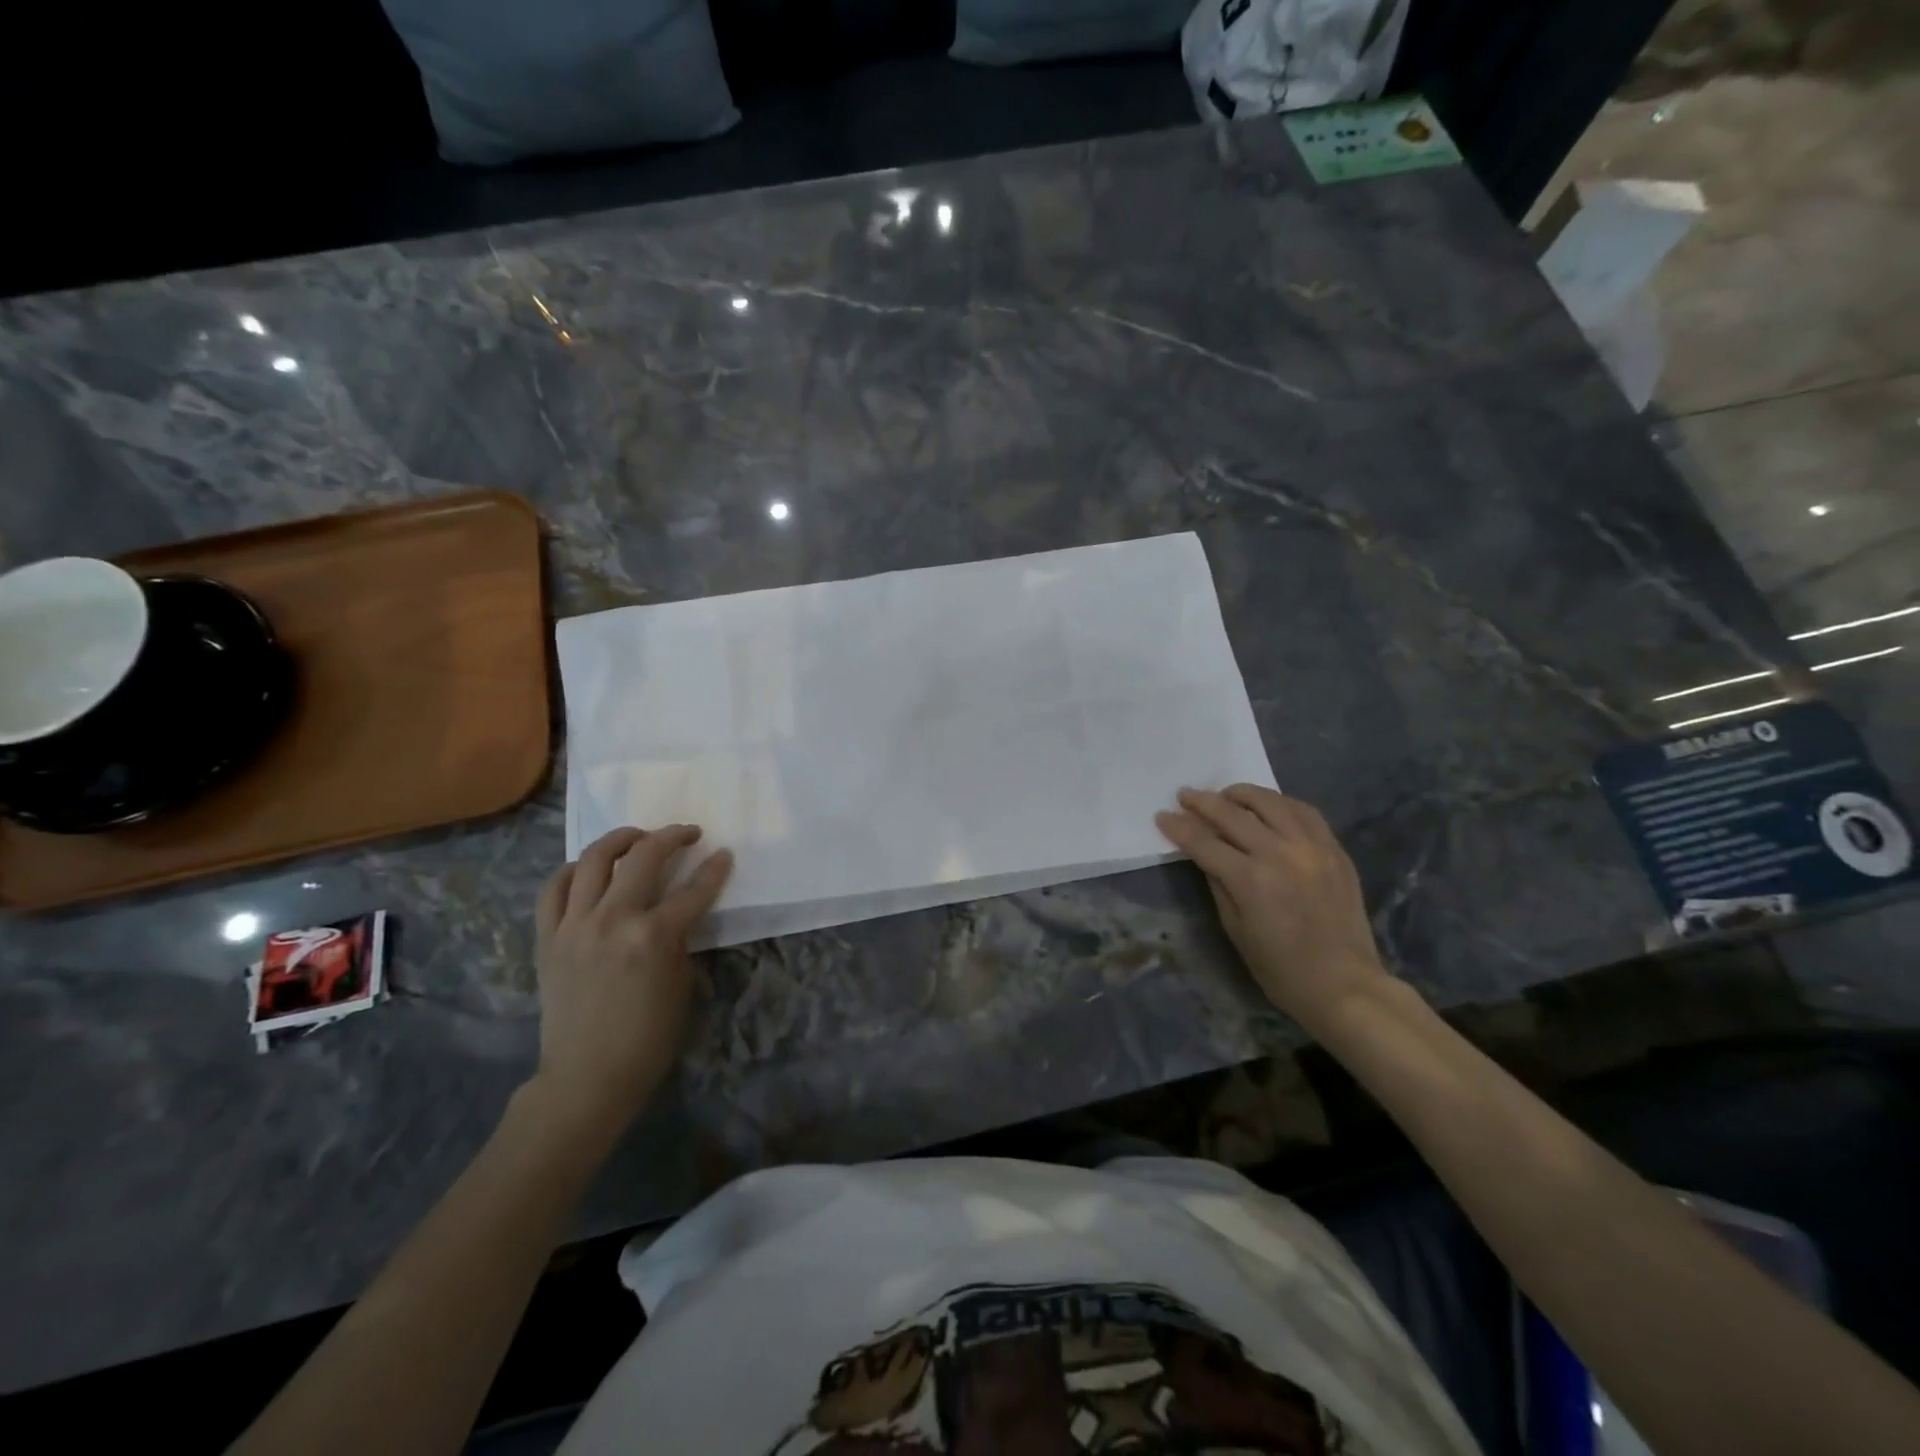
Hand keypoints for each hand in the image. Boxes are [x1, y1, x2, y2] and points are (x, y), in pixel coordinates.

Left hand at [530, 825, 732, 1135]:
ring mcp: (574, 926)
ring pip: (593, 859)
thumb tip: (678, 909)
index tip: (724, 854)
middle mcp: (613, 920)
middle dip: (671, 836)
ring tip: (638, 837)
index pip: (694, 889)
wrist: (587, 1076)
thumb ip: (679, 937)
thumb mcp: (681, 982)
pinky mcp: (547, 938)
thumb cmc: (648, 1037)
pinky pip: (553, 888)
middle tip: (687, 834)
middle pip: (643, 856)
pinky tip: (588, 869)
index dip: (714, 868)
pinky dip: (572, 870)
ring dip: (621, 839)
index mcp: (654, 936)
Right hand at [1156, 786, 1388, 1032]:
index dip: (1179, 827)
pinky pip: (1305, 812)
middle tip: (1185, 795)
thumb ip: (1218, 883)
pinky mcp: (1334, 850)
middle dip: (1203, 802)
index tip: (1162, 816)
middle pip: (1233, 814)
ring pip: (1271, 803)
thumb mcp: (1235, 928)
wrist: (1344, 985)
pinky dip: (1280, 803)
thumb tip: (1204, 852)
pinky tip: (1268, 807)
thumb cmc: (1280, 968)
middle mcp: (1280, 853)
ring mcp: (1312, 848)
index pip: (1204, 842)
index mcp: (1250, 879)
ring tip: (1226, 795)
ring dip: (1242, 794)